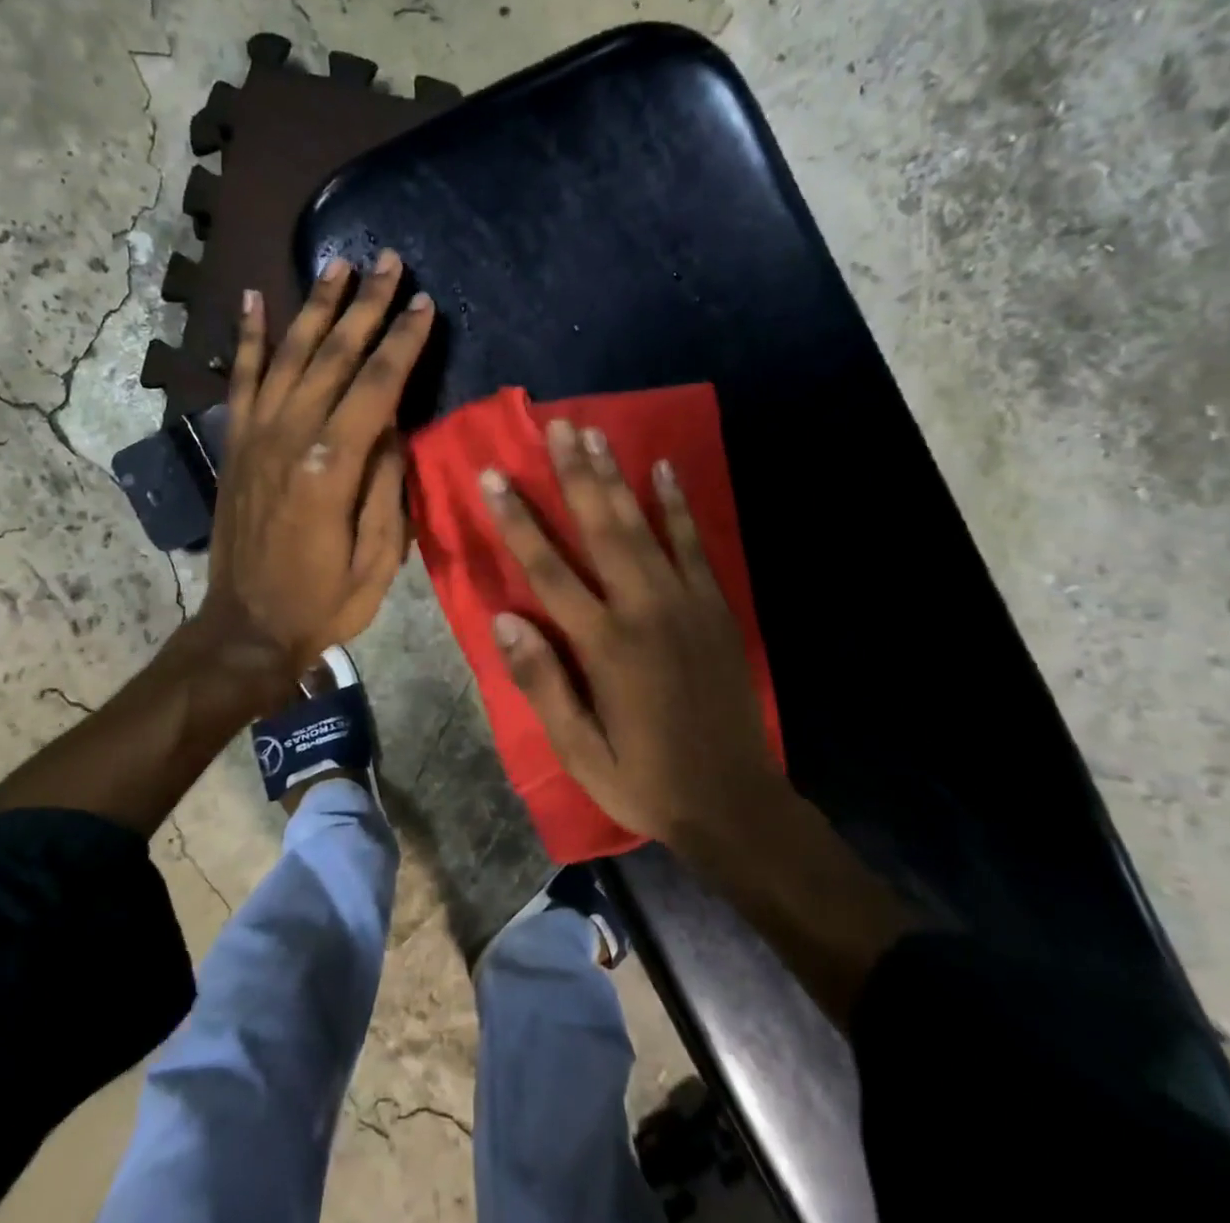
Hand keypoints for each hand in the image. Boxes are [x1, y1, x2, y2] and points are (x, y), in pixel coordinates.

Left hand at [199, 252, 434, 690]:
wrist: (246, 627)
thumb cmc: (324, 601)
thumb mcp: (379, 558)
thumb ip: (387, 486)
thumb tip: (394, 426)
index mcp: (332, 467)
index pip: (377, 386)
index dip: (403, 342)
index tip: (423, 303)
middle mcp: (291, 437)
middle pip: (335, 356)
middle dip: (366, 305)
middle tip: (388, 260)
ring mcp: (257, 436)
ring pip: (290, 354)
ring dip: (316, 307)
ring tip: (337, 265)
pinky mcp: (236, 443)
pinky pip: (241, 379)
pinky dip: (246, 337)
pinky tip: (253, 299)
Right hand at [480, 419, 785, 853]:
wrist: (735, 803)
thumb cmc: (646, 780)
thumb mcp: (579, 752)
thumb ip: (542, 683)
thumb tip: (504, 619)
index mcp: (605, 645)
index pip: (549, 570)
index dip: (518, 521)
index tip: (495, 477)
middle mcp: (645, 610)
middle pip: (601, 529)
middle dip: (574, 475)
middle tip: (556, 426)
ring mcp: (686, 603)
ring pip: (644, 526)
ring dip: (617, 477)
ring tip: (595, 433)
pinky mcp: (716, 607)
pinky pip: (695, 544)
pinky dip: (679, 505)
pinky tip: (666, 468)